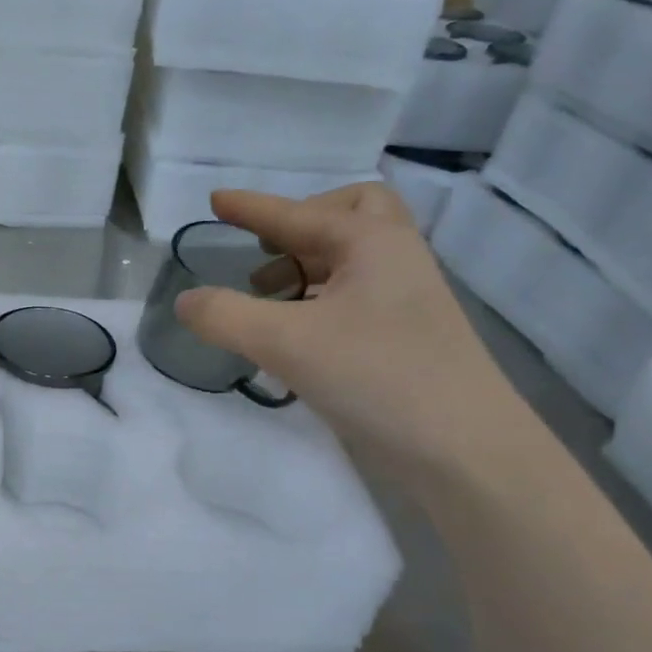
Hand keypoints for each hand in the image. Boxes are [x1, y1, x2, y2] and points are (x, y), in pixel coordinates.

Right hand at [174, 185, 526, 479]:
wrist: (465, 451)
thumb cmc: (377, 377)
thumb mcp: (285, 342)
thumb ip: (224, 316)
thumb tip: (185, 301)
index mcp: (372, 243)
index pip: (298, 214)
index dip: (251, 207)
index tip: (214, 200)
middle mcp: (394, 259)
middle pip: (351, 215)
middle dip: (302, 223)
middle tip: (266, 248)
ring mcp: (405, 300)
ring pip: (352, 258)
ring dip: (305, 263)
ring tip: (265, 294)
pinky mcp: (405, 337)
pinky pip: (354, 295)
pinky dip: (317, 298)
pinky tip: (291, 333)